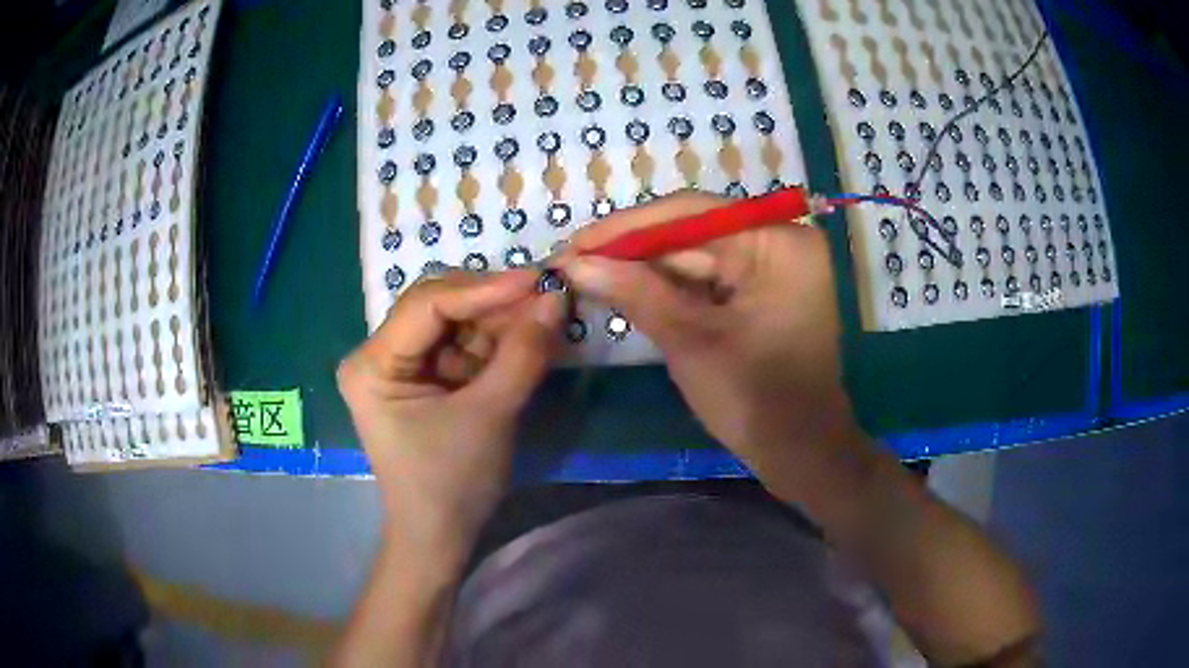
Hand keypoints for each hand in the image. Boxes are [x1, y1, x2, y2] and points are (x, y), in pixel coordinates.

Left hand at [337, 270, 564, 565]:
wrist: (439, 536)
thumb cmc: (452, 483)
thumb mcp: (490, 415)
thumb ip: (523, 353)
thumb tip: (556, 297)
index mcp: (373, 364)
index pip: (427, 305)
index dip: (484, 288)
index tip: (536, 280)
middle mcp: (378, 354)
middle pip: (440, 308)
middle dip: (495, 305)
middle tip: (547, 298)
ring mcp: (400, 365)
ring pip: (456, 324)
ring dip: (501, 322)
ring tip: (546, 317)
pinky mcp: (423, 378)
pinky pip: (462, 347)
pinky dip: (496, 344)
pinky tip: (528, 340)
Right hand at [556, 190, 863, 492]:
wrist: (801, 455)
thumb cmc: (756, 400)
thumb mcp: (691, 341)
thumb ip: (634, 292)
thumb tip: (574, 263)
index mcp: (778, 243)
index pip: (693, 213)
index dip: (628, 227)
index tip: (575, 243)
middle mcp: (780, 243)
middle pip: (693, 232)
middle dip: (633, 251)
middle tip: (573, 262)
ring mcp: (773, 268)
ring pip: (696, 256)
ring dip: (646, 269)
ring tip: (588, 275)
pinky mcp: (762, 293)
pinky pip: (709, 279)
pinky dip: (669, 288)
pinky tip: (625, 289)